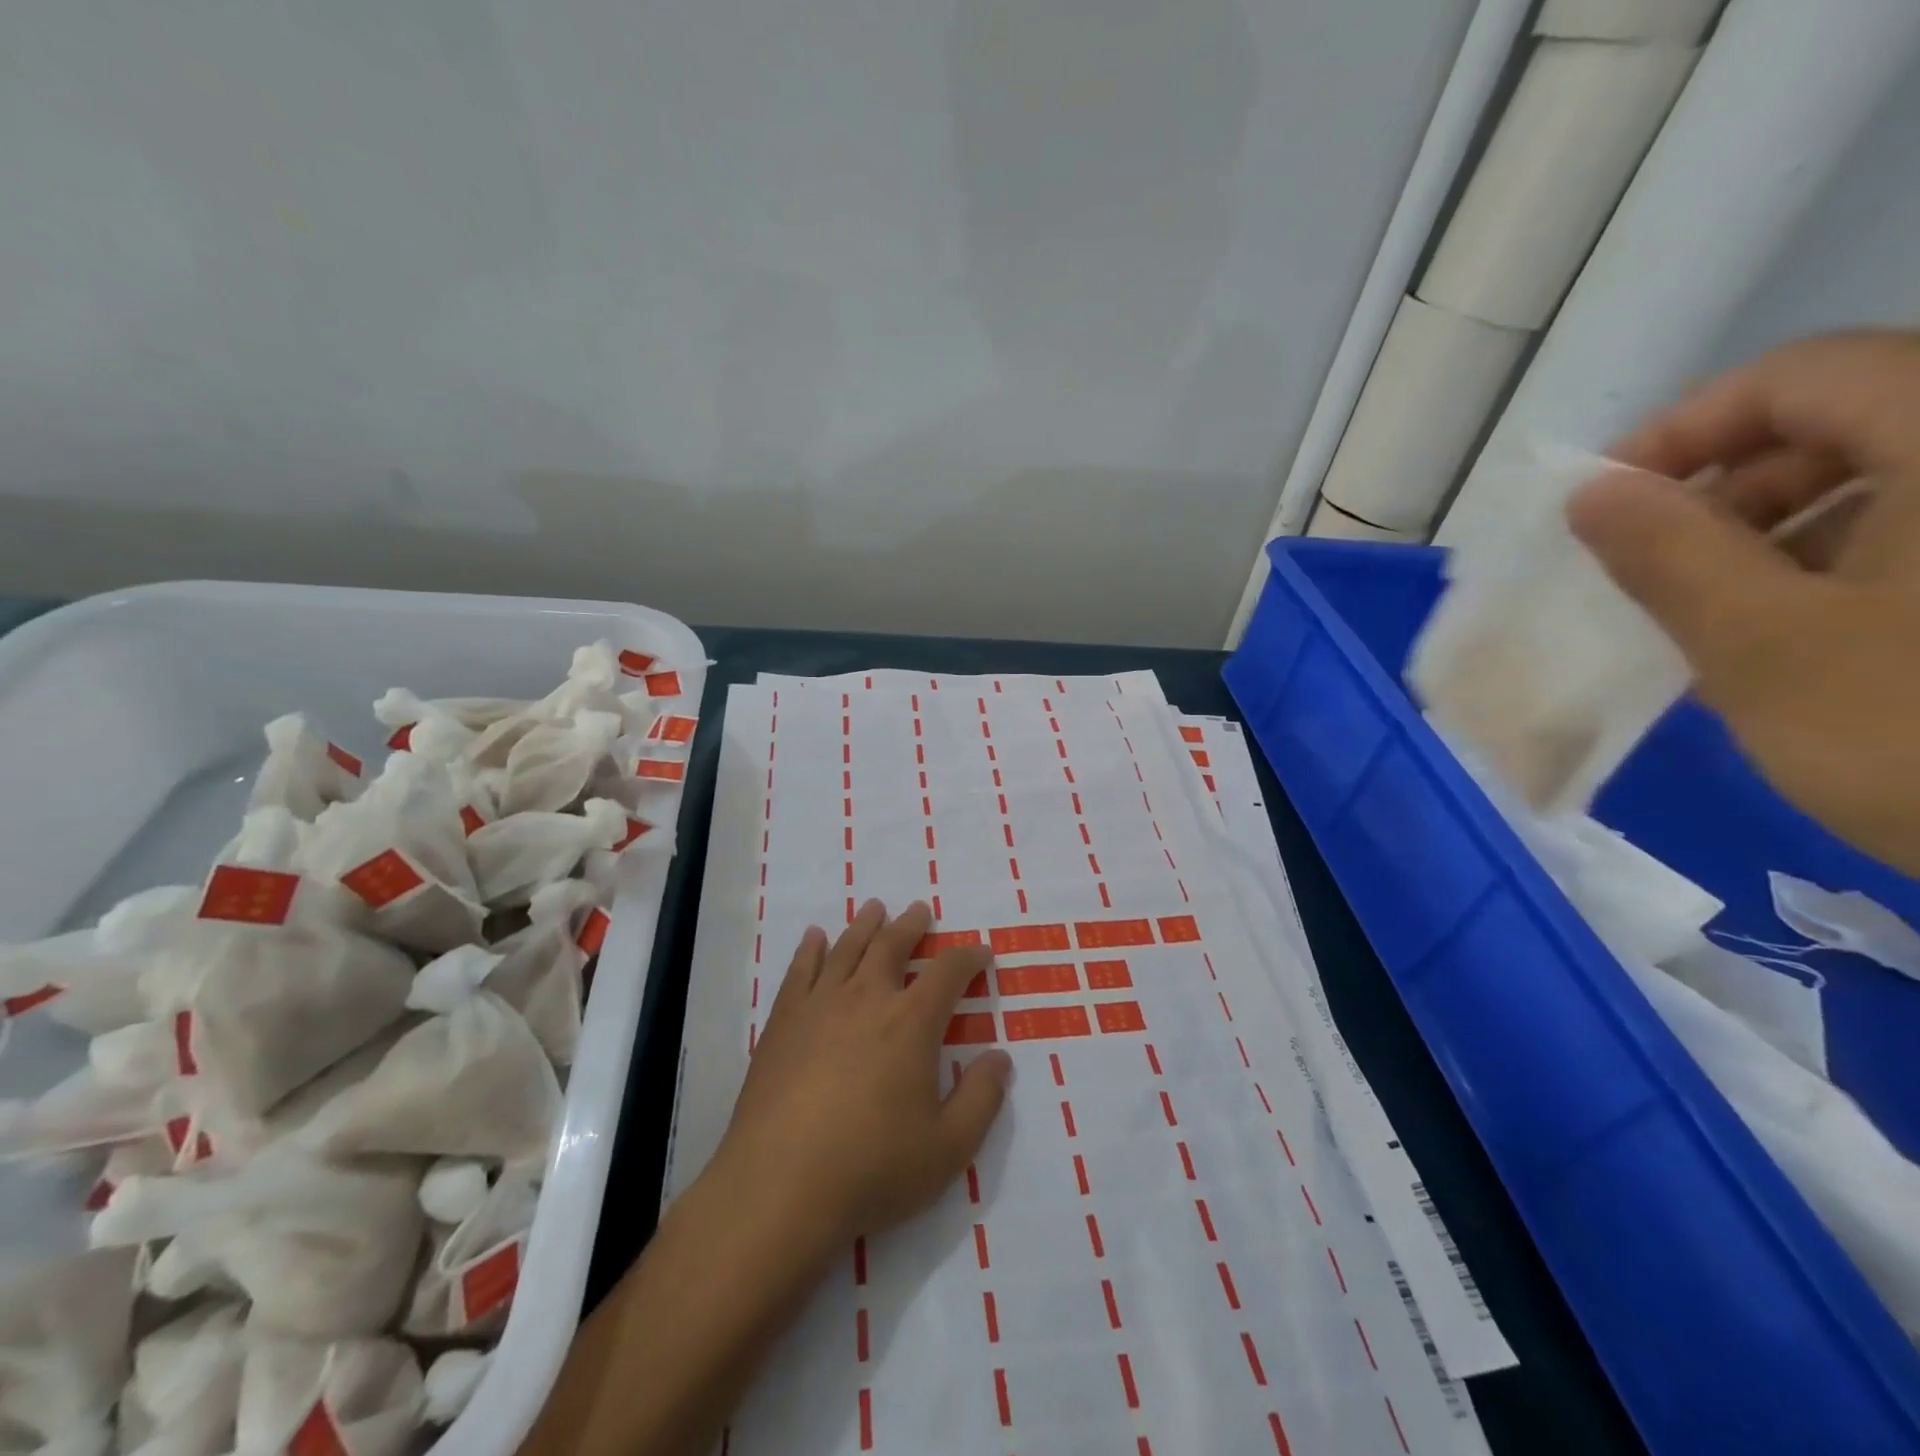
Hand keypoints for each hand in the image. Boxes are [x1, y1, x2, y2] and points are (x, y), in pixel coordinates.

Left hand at [708, 899, 1011, 1252]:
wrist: (780, 1186)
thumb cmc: (873, 1168)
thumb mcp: (948, 1148)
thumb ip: (981, 1099)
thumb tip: (1000, 1057)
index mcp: (912, 1022)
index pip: (949, 972)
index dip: (969, 958)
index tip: (981, 953)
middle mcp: (867, 998)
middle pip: (893, 945)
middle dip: (912, 926)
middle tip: (920, 911)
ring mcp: (820, 1005)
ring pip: (848, 948)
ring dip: (866, 925)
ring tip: (875, 908)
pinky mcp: (783, 1021)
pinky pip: (800, 970)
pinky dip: (811, 949)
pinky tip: (815, 937)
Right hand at [1567, 329, 1919, 874]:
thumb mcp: (1761, 646)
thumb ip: (1668, 555)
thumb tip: (1592, 493)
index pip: (1800, 375)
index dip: (1686, 427)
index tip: (1611, 503)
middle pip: (1851, 415)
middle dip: (1731, 487)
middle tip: (1662, 566)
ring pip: (1895, 473)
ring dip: (1785, 529)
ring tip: (1729, 614)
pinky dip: (1854, 560)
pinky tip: (1814, 633)